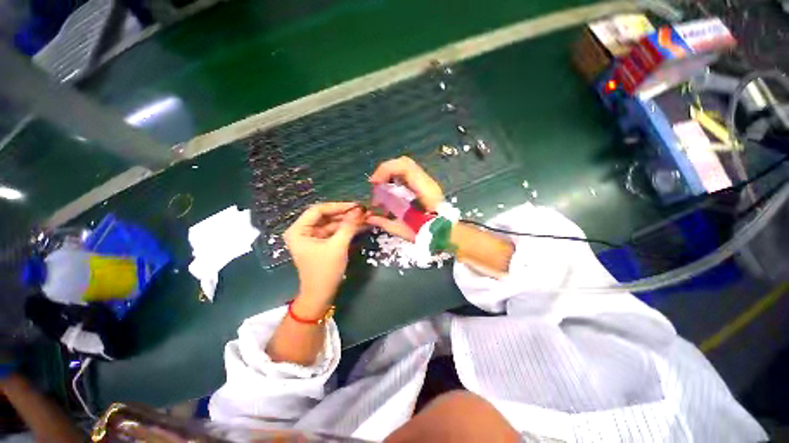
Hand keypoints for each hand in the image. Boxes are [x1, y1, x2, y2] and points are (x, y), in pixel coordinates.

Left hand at [284, 202, 364, 303]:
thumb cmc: (325, 271)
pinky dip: (346, 229)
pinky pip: (334, 232)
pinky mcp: (321, 243)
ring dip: (348, 221)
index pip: (318, 210)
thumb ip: (349, 226)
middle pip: (326, 216)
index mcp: (298, 230)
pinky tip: (360, 226)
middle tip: (363, 211)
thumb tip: (360, 209)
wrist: (321, 295)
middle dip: (345, 214)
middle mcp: (303, 231)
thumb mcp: (338, 246)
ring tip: (365, 217)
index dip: (338, 206)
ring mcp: (312, 237)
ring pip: (332, 223)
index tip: (356, 205)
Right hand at [367, 156, 443, 240]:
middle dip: (386, 170)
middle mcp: (426, 182)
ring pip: (407, 167)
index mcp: (423, 190)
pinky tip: (392, 192)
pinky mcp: (427, 186)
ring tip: (382, 189)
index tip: (374, 182)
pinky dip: (397, 179)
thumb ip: (385, 222)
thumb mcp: (403, 229)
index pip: (404, 167)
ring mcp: (428, 183)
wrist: (446, 234)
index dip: (386, 170)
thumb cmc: (427, 233)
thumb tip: (368, 218)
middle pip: (405, 163)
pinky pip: (410, 175)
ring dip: (391, 174)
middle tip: (376, 185)